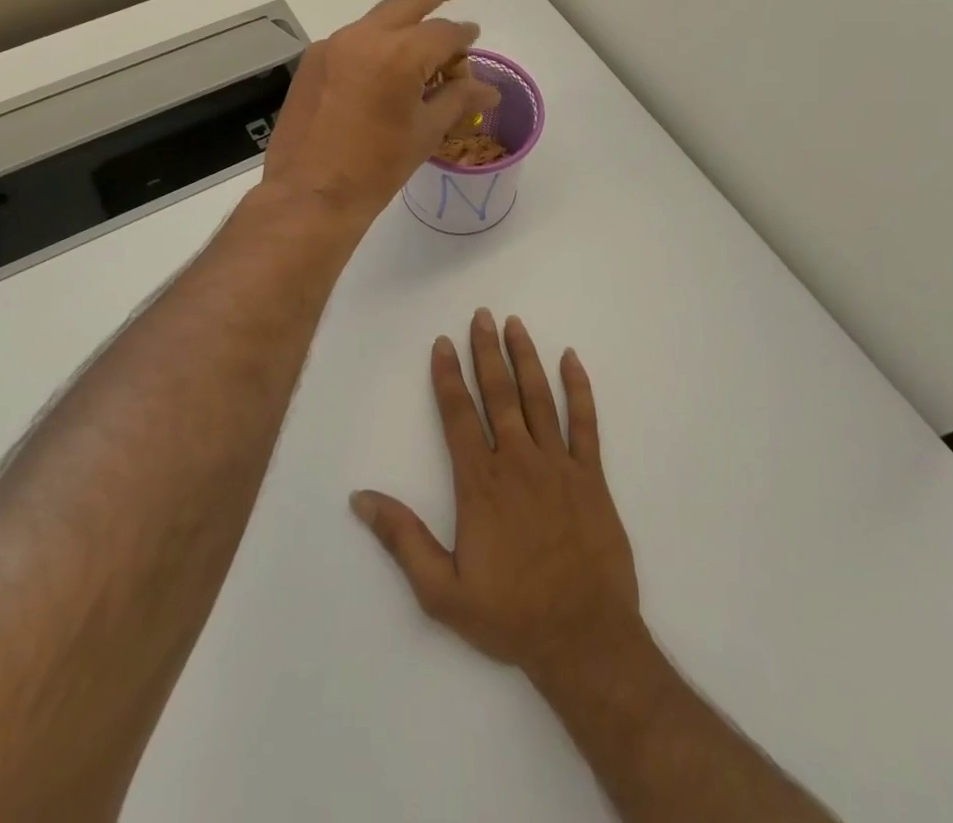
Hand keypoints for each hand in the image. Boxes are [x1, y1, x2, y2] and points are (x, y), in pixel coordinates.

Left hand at [262, 0, 499, 221]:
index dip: (464, 36)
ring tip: (422, 38)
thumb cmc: (376, 168)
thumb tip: (490, 89)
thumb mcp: (425, 132)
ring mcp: (331, 46)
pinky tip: (384, 67)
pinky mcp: (312, 62)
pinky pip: (352, 42)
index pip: (443, 33)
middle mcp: (362, 37)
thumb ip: (458, 100)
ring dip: (402, 22)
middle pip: (406, 2)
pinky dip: (375, 44)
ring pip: (376, 21)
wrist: (309, 194)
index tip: (474, 38)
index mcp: (398, 54)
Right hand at [352, 311, 642, 681]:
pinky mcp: (591, 475)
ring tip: (514, 324)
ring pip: (538, 397)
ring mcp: (558, 464)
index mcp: (480, 483)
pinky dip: (579, 388)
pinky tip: (570, 359)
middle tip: (481, 315)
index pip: (458, 415)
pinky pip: (585, 422)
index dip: (447, 376)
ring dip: (525, 357)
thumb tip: (360, 499)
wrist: (583, 638)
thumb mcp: (441, 590)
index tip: (442, 342)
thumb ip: (402, 539)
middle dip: (486, 351)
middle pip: (498, 393)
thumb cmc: (509, 615)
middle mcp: (517, 461)